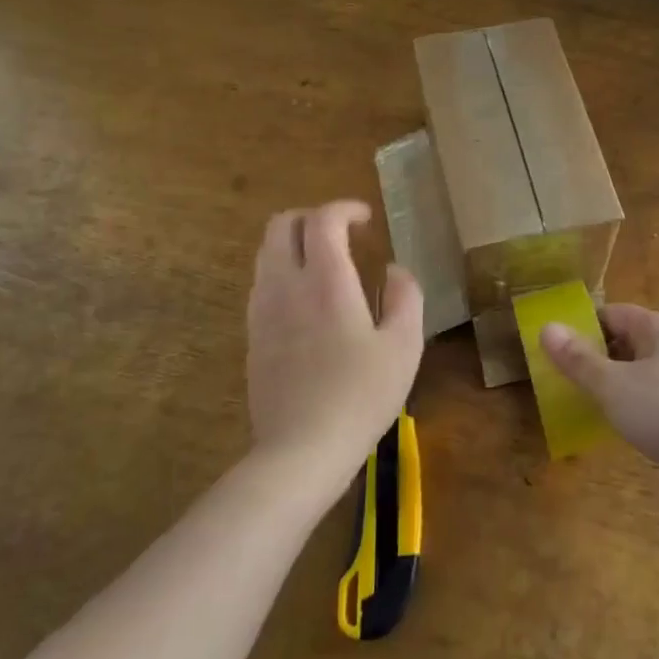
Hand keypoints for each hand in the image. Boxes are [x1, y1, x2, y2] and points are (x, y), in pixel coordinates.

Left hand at [246, 201, 423, 485]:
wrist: (301, 450)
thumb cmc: (361, 395)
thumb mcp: (404, 345)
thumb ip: (405, 296)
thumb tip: (394, 270)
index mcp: (325, 280)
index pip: (322, 220)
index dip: (345, 208)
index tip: (366, 219)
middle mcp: (285, 285)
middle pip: (281, 225)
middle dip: (312, 218)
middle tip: (342, 234)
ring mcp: (262, 311)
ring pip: (266, 253)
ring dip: (295, 245)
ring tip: (326, 264)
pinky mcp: (253, 337)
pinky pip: (262, 284)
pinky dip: (284, 273)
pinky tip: (309, 302)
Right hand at [541, 304, 658, 515]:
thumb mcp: (612, 385)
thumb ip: (578, 359)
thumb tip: (547, 327)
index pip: (613, 313)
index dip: (583, 326)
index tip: (556, 348)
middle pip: (628, 341)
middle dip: (597, 356)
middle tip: (564, 378)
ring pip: (641, 372)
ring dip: (615, 384)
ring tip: (585, 403)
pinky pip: (656, 399)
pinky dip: (635, 406)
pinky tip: (620, 427)